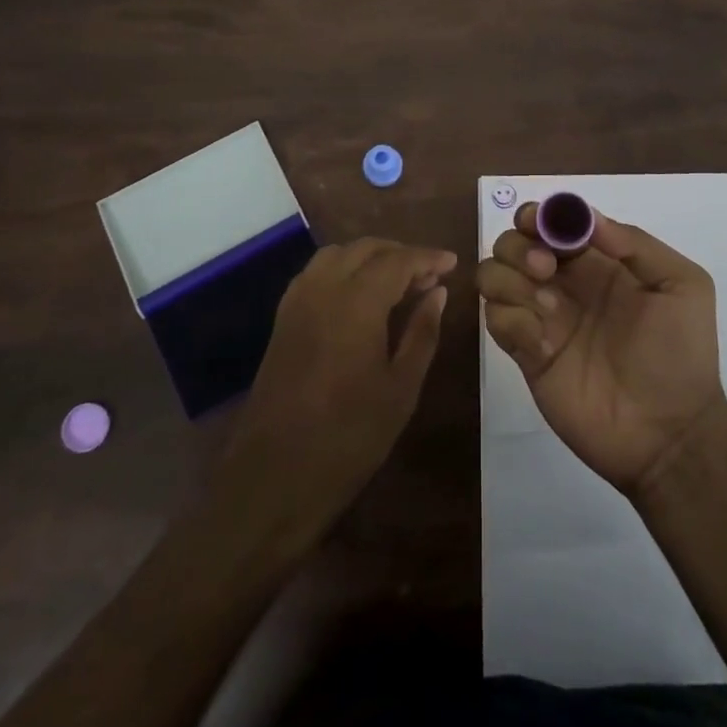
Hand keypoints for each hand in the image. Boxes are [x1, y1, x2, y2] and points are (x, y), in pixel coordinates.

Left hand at [217, 238, 453, 538]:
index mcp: (356, 302)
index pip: (398, 260)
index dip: (427, 257)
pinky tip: (359, 295)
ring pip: (337, 254)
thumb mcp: (401, 388)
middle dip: (400, 253)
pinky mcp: (283, 319)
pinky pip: (316, 273)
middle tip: (429, 275)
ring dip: (370, 257)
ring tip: (397, 281)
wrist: (274, 477)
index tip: (452, 263)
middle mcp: (323, 289)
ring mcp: (297, 301)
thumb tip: (437, 292)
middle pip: (366, 248)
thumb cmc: (349, 437)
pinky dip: (343, 269)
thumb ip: (422, 332)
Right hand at [477, 203, 726, 496]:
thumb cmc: (680, 353)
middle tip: (547, 270)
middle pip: (513, 242)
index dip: (539, 214)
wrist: (669, 433)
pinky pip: (496, 320)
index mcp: (598, 261)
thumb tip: (588, 217)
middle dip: (520, 246)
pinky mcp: (526, 353)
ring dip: (510, 280)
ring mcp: (541, 317)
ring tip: (549, 310)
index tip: (539, 222)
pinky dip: (512, 322)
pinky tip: (544, 345)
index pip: (552, 222)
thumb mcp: (682, 286)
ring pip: (493, 274)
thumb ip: (637, 244)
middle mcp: (563, 282)